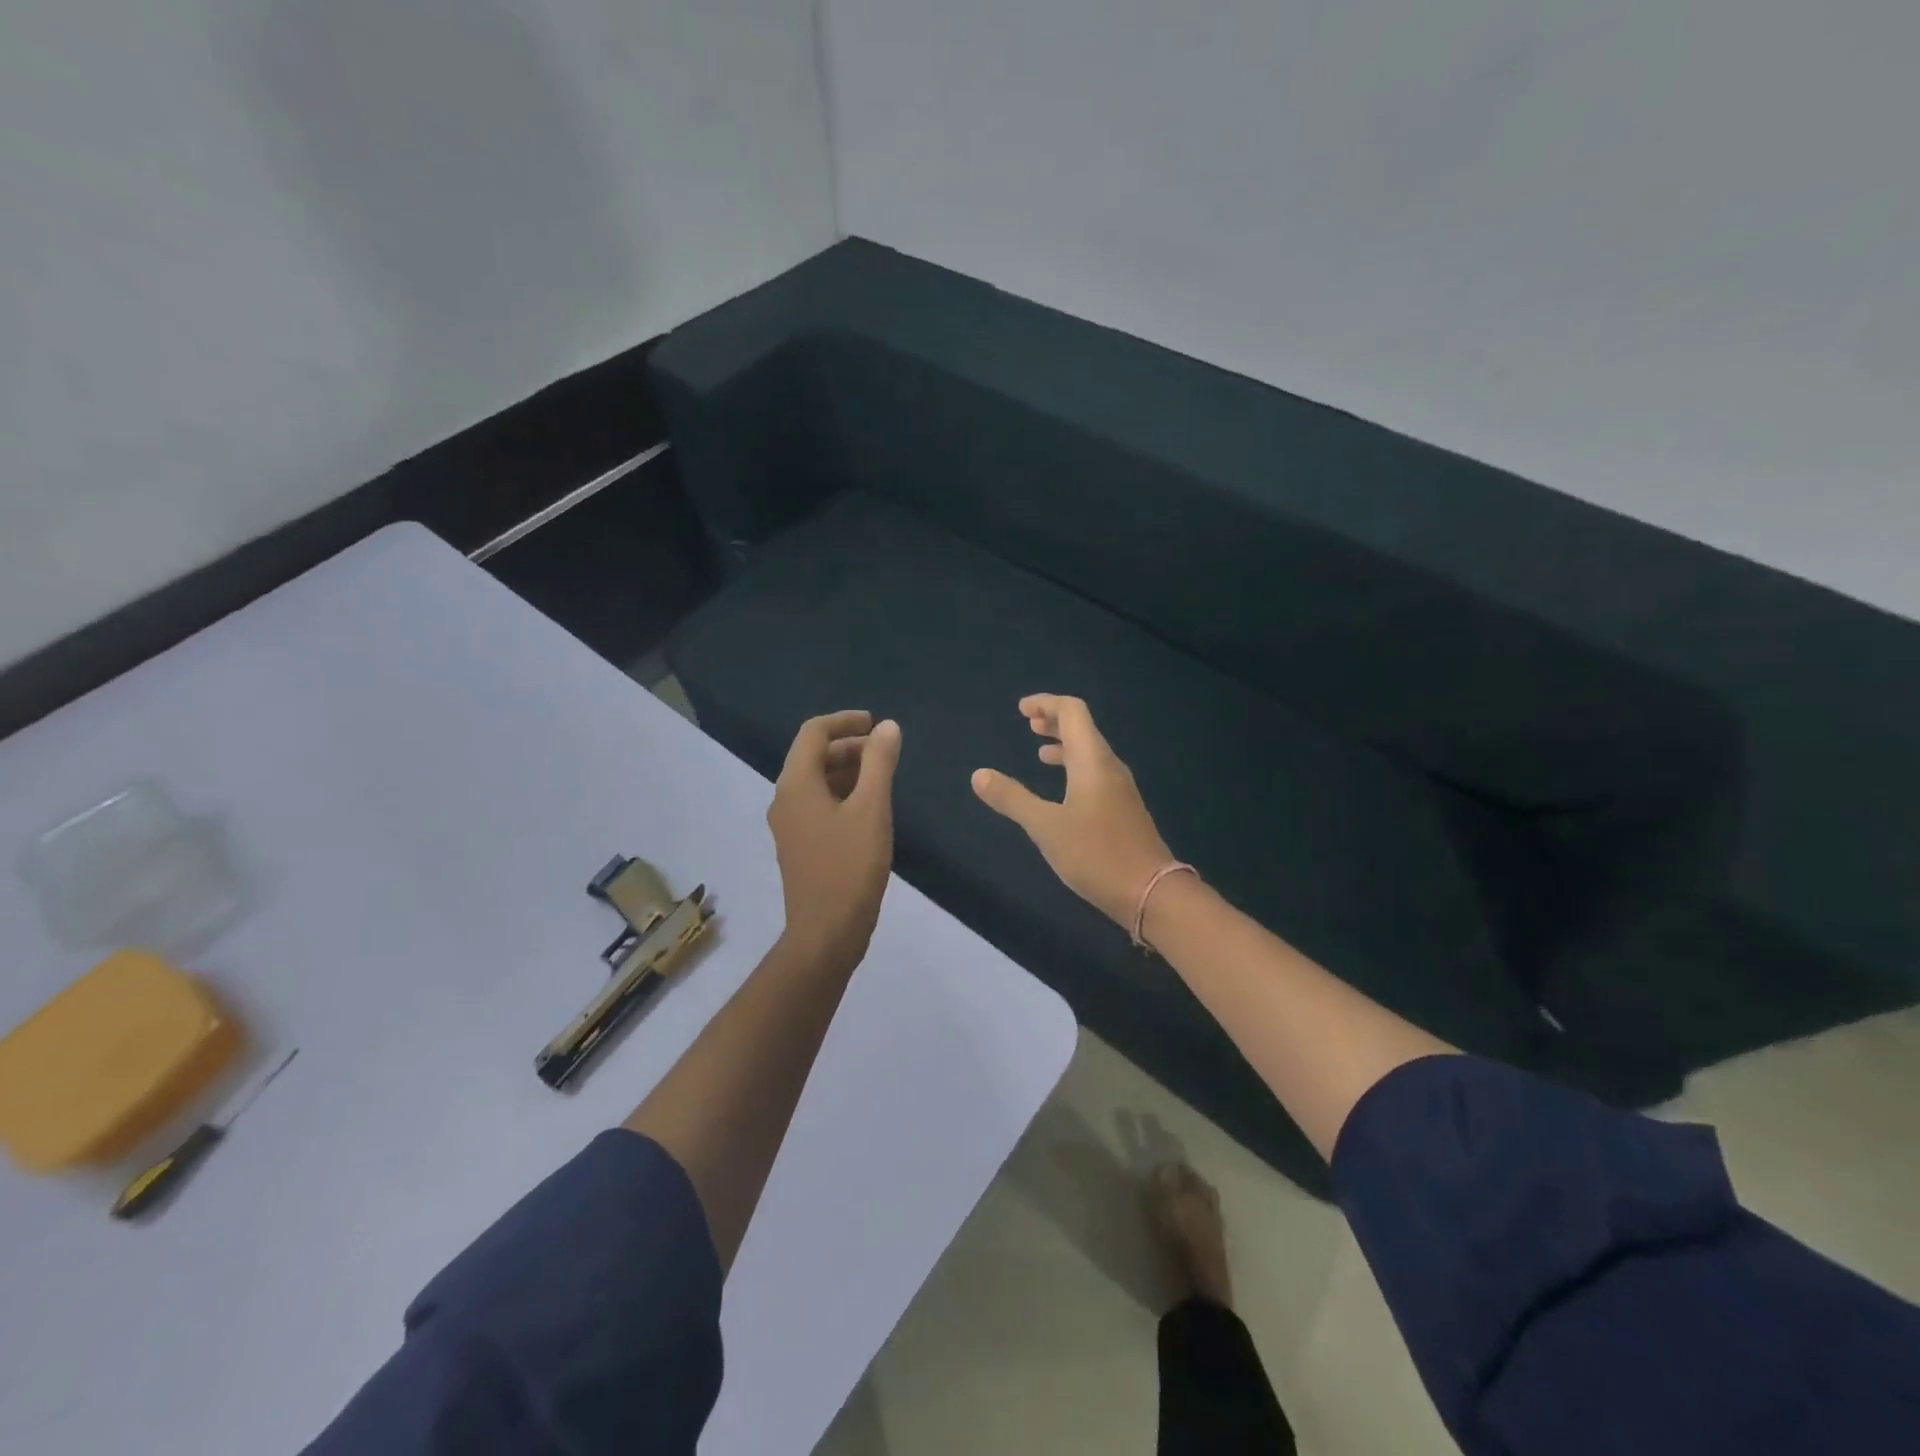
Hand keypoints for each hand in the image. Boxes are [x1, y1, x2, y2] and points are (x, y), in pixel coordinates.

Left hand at [768, 710, 901, 970]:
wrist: (826, 932)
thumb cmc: (850, 867)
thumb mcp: (872, 809)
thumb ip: (879, 763)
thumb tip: (888, 727)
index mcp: (796, 785)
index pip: (813, 733)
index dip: (845, 721)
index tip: (876, 724)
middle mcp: (785, 799)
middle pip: (813, 756)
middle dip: (849, 747)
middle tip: (885, 753)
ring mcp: (789, 825)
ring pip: (816, 782)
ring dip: (847, 771)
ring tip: (883, 778)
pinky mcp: (799, 845)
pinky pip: (818, 805)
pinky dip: (842, 795)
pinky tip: (869, 809)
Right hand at [971, 695, 1176, 927]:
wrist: (1150, 892)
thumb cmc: (1095, 854)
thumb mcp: (1045, 827)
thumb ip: (1012, 798)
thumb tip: (979, 775)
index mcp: (1092, 761)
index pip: (1072, 712)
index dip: (1047, 703)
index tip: (1022, 710)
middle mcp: (1109, 767)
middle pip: (1083, 728)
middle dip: (1055, 721)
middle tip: (1028, 724)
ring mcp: (1120, 789)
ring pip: (1090, 753)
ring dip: (1065, 746)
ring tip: (1040, 753)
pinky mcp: (1123, 809)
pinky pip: (1096, 773)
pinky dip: (1075, 768)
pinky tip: (1062, 790)